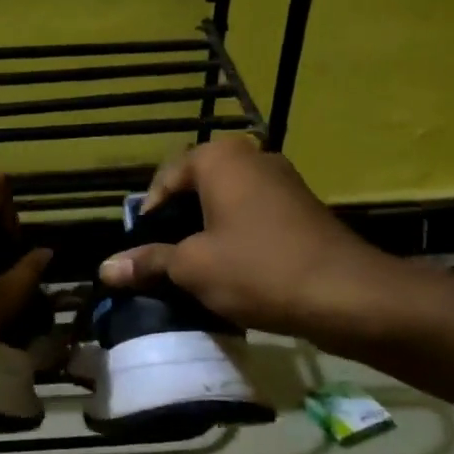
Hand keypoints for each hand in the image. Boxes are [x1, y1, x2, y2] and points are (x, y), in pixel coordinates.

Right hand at [97, 137, 406, 343]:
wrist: (347, 295)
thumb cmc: (258, 269)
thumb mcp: (193, 267)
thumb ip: (148, 262)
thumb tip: (105, 269)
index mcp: (220, 158)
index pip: (165, 178)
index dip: (148, 216)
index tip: (141, 253)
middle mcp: (252, 158)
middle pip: (196, 190)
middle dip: (176, 226)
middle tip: (164, 263)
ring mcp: (282, 182)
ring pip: (225, 206)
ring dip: (205, 236)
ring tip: (194, 273)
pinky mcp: (302, 209)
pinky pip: (253, 219)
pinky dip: (235, 241)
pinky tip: (232, 275)